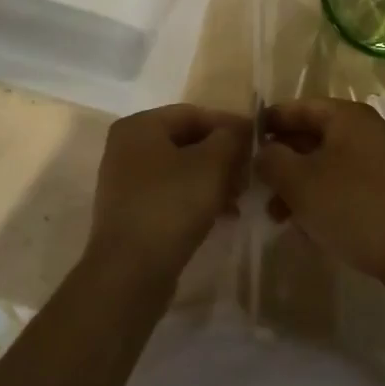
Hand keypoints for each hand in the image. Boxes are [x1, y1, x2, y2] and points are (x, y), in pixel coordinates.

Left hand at [88, 104, 251, 283]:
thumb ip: (230, 138)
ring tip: (240, 198)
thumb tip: (240, 128)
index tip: (259, 143)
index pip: (194, 113)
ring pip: (181, 169)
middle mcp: (126, 147)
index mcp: (139, 126)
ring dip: (214, 179)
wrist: (131, 271)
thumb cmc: (171, 205)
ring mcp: (126, 181)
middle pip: (186, 141)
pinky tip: (222, 215)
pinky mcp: (131, 212)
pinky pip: (170, 194)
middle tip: (251, 174)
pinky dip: (196, 198)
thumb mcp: (212, 164)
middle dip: (223, 156)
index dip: (229, 125)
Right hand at [257, 98, 384, 294]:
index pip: (297, 107)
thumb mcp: (299, 182)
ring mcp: (381, 161)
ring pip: (327, 164)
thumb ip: (272, 160)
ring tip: (278, 215)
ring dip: (299, 185)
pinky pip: (345, 185)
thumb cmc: (354, 207)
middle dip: (282, 161)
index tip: (242, 144)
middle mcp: (366, 130)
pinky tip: (307, 226)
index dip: (268, 123)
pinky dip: (323, 198)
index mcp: (347, 116)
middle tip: (256, 185)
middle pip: (312, 136)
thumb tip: (263, 152)